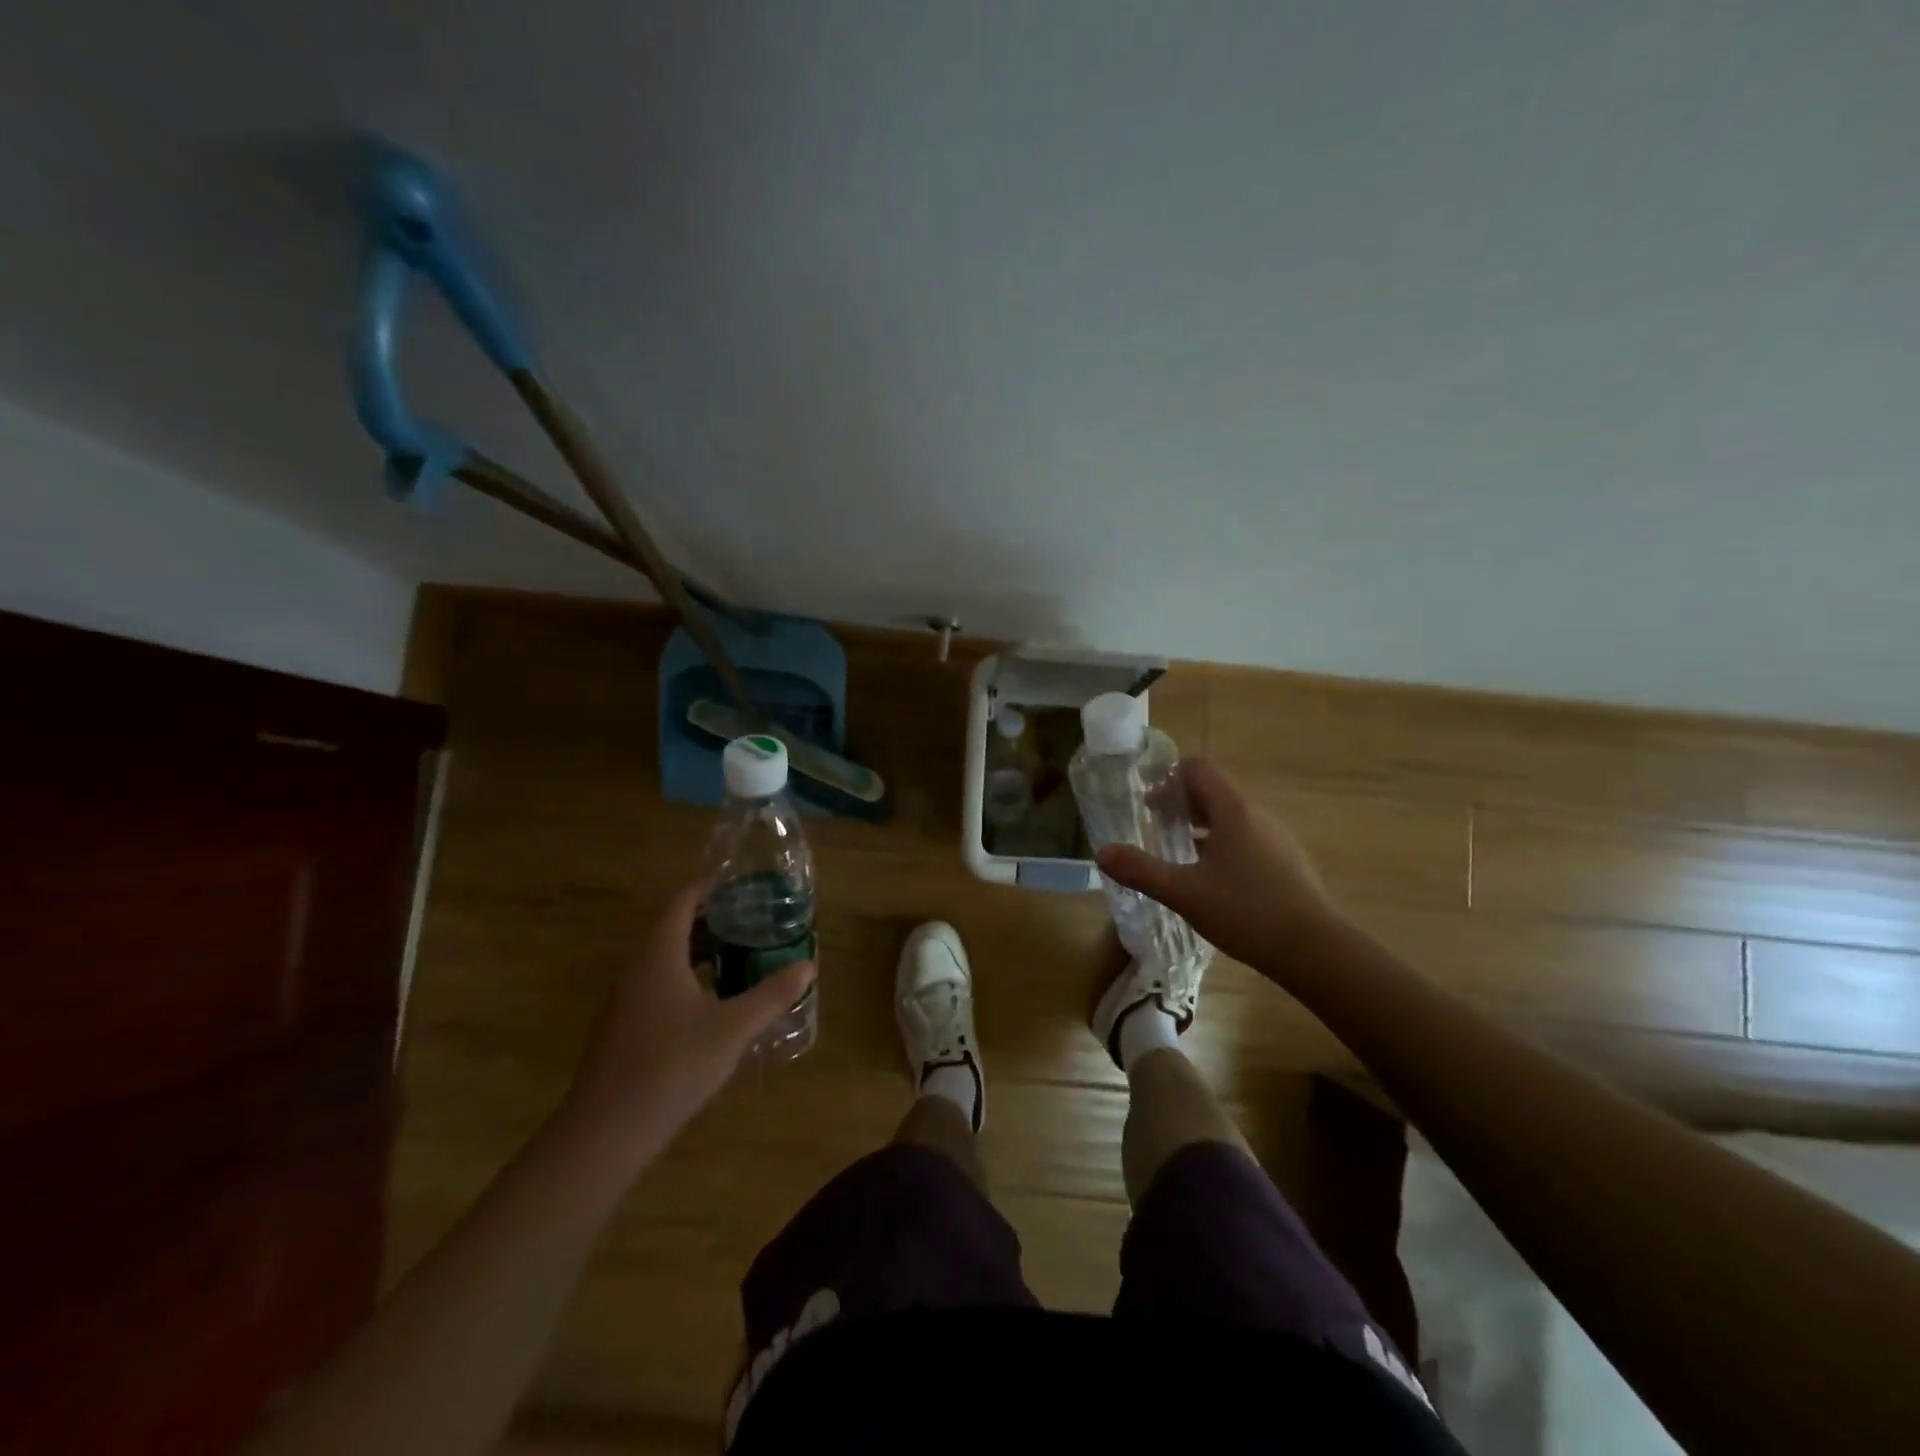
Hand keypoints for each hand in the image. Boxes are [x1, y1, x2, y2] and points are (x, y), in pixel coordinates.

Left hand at [562, 878, 815, 1150]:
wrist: (606, 1132)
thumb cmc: (672, 1066)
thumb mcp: (733, 1028)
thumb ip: (771, 994)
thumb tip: (807, 966)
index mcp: (658, 956)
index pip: (682, 903)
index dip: (709, 888)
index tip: (741, 886)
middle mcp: (636, 970)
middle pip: (672, 930)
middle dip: (710, 920)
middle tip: (750, 921)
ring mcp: (624, 1002)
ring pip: (663, 961)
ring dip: (698, 952)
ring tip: (737, 957)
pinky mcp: (622, 1031)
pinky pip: (656, 987)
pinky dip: (685, 980)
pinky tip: (711, 1006)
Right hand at [1095, 758, 1337, 975]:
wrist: (1316, 951)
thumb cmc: (1247, 912)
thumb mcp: (1184, 893)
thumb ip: (1141, 871)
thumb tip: (1102, 852)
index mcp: (1233, 811)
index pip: (1198, 770)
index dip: (1169, 778)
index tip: (1147, 802)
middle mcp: (1258, 816)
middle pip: (1214, 793)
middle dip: (1181, 805)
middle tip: (1155, 828)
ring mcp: (1277, 839)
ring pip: (1232, 819)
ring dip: (1202, 827)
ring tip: (1180, 855)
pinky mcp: (1288, 863)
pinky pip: (1248, 840)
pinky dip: (1224, 846)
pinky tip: (1214, 882)